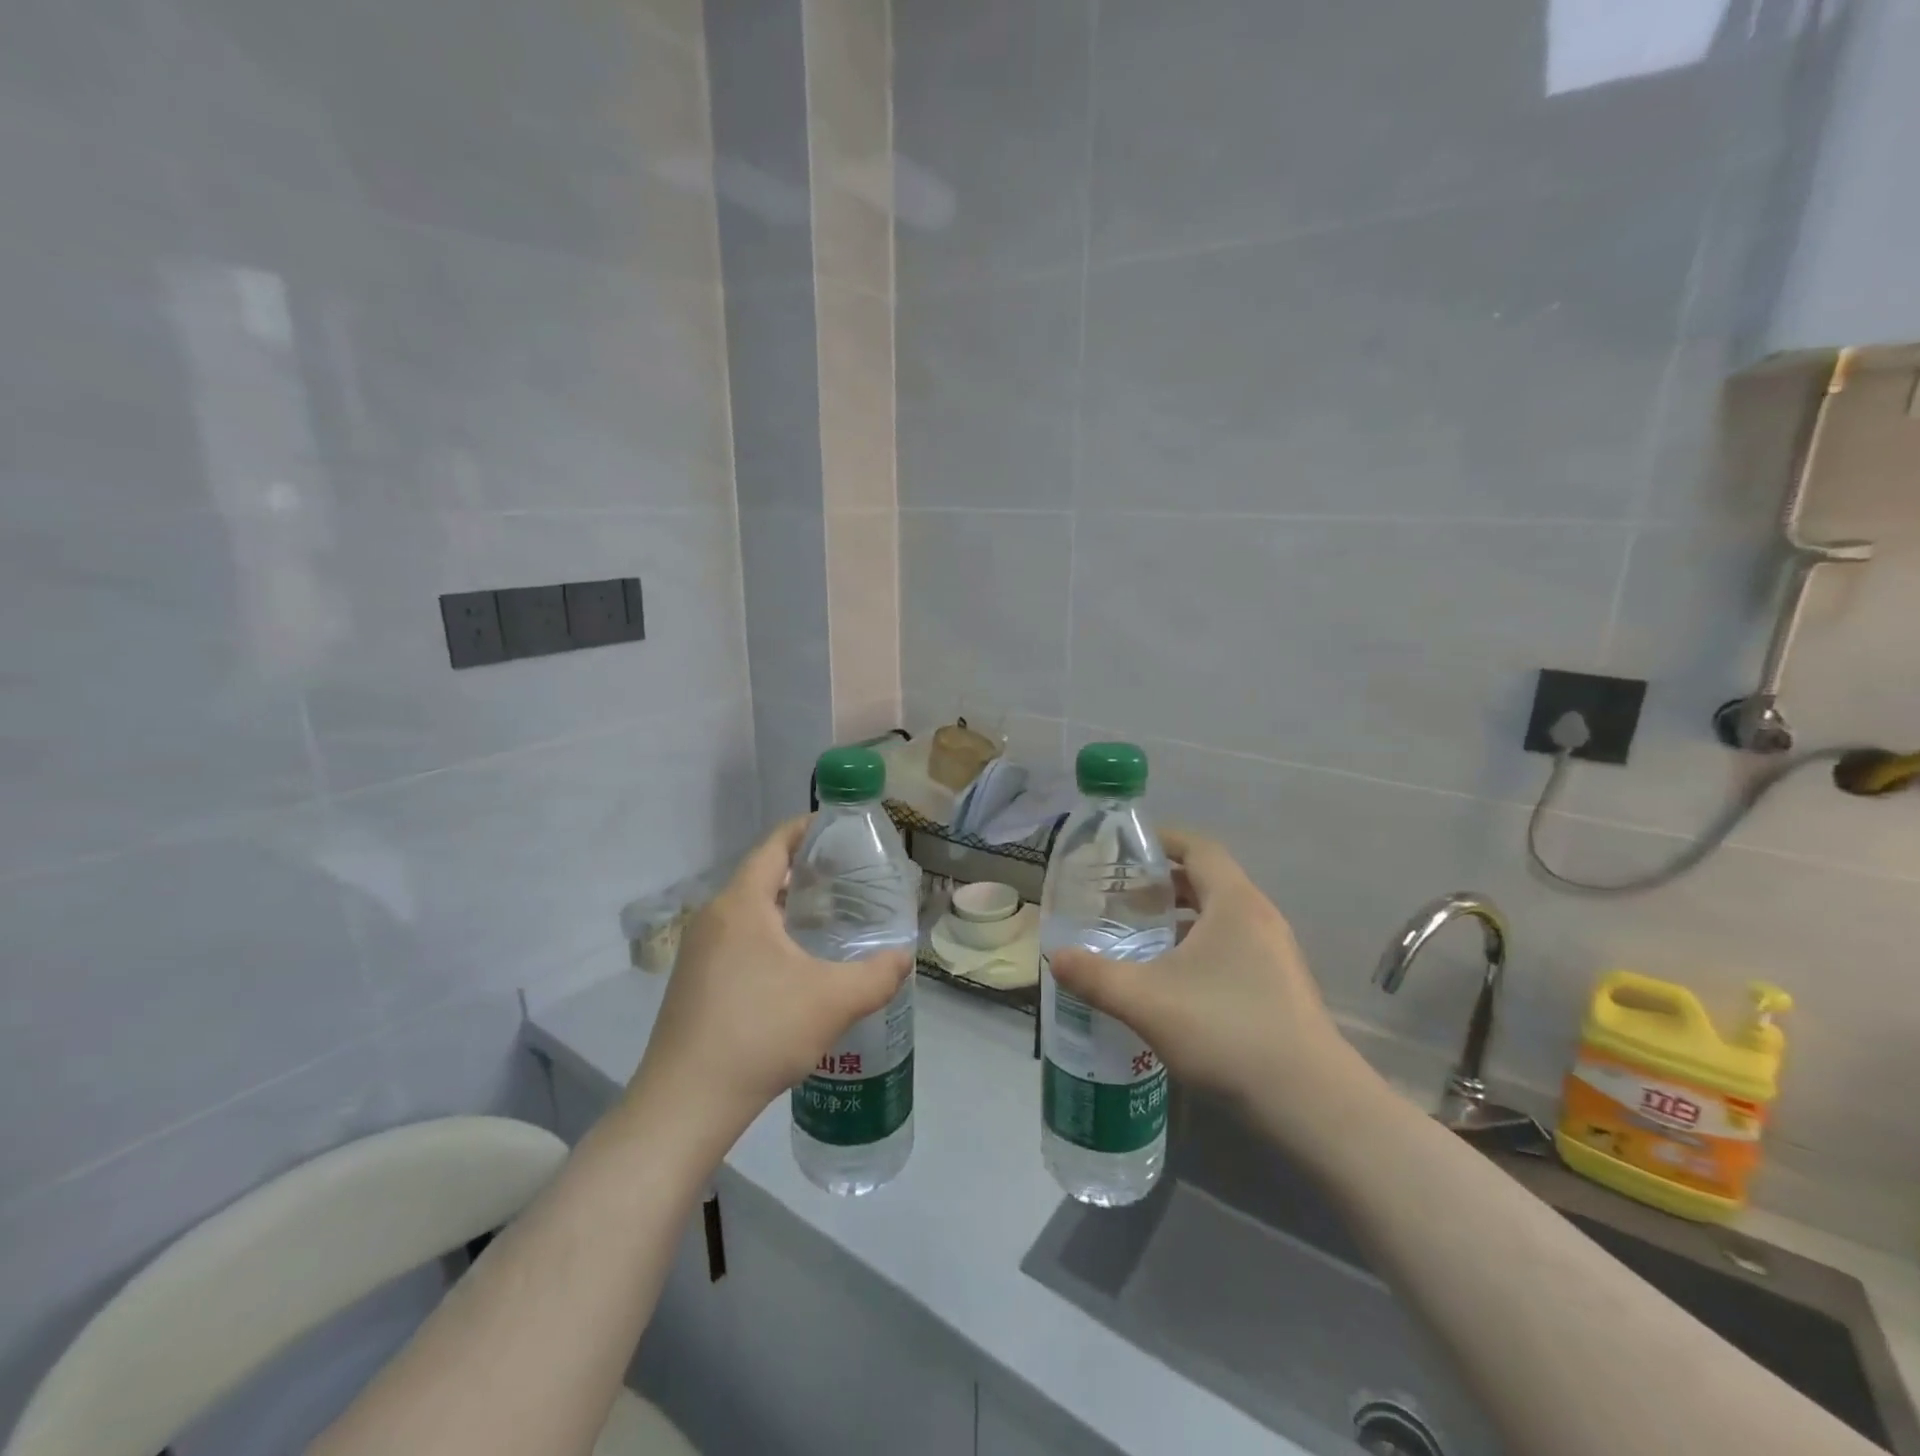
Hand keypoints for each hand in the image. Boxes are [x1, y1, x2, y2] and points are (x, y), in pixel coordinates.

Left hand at [622, 820, 911, 1149]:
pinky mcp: (694, 982)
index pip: (774, 846)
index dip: (806, 829)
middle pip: (761, 876)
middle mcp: (713, 917)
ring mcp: (698, 951)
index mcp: (741, 905)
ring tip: (828, 917)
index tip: (840, 829)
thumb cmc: (760, 1033)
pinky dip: (769, 934)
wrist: (685, 1104)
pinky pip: (737, 939)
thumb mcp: (833, 1001)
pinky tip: (795, 965)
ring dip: (785, 907)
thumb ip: (878, 975)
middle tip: (847, 878)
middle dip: (803, 871)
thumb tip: (905, 957)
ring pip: (748, 911)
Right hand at [1048, 829, 1365, 1120]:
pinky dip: (1196, 949)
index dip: (1161, 840)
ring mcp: (1275, 955)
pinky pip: (1230, 949)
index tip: (1122, 849)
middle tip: (1117, 896)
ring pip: (1218, 919)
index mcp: (1234, 903)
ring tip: (1136, 937)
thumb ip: (1096, 976)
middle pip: (1206, 881)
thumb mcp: (1147, 1001)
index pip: (1198, 848)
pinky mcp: (1279, 988)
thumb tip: (1055, 958)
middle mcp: (1259, 918)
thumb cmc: (1228, 1032)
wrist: (1314, 1106)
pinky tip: (1169, 982)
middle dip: (1161, 884)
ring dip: (1178, 920)